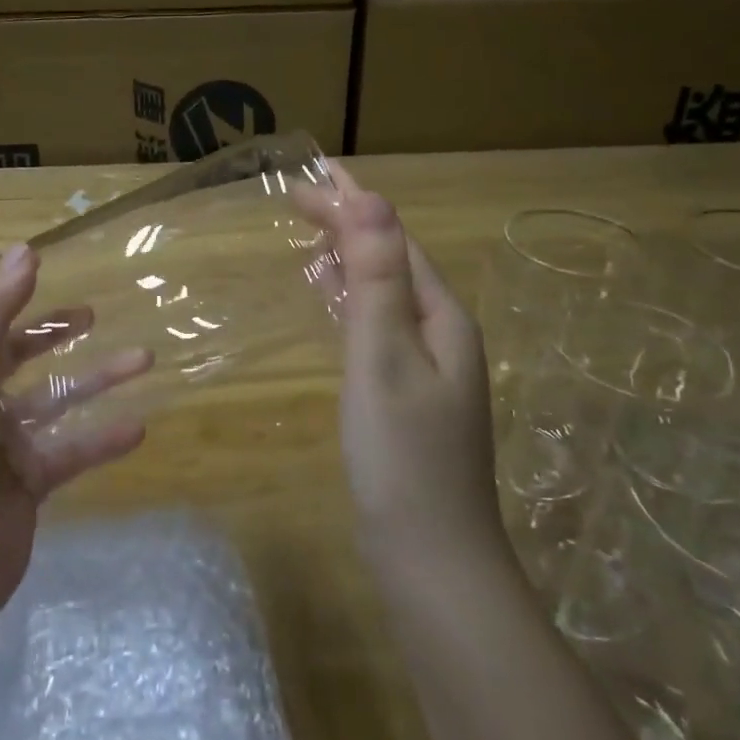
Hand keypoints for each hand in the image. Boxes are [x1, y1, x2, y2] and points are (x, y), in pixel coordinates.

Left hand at [0, 243, 153, 624]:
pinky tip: (140, 428)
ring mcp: (0, 444)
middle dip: (50, 328)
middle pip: (12, 349)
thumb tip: (26, 250)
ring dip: (95, 378)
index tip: (35, 260)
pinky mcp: (27, 483)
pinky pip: (72, 450)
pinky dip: (103, 437)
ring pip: (54, 398)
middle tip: (92, 313)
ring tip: (145, 359)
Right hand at [311, 166, 505, 565]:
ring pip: (385, 292)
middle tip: (296, 199)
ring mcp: (429, 368)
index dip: (350, 203)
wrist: (432, 560)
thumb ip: (377, 278)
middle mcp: (442, 333)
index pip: (393, 238)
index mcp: (441, 316)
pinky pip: (378, 325)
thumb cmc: (402, 457)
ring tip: (311, 235)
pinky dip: (351, 301)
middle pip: (393, 259)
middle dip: (348, 224)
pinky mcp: (409, 395)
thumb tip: (371, 198)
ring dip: (350, 258)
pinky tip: (333, 302)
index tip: (302, 179)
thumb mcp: (383, 357)